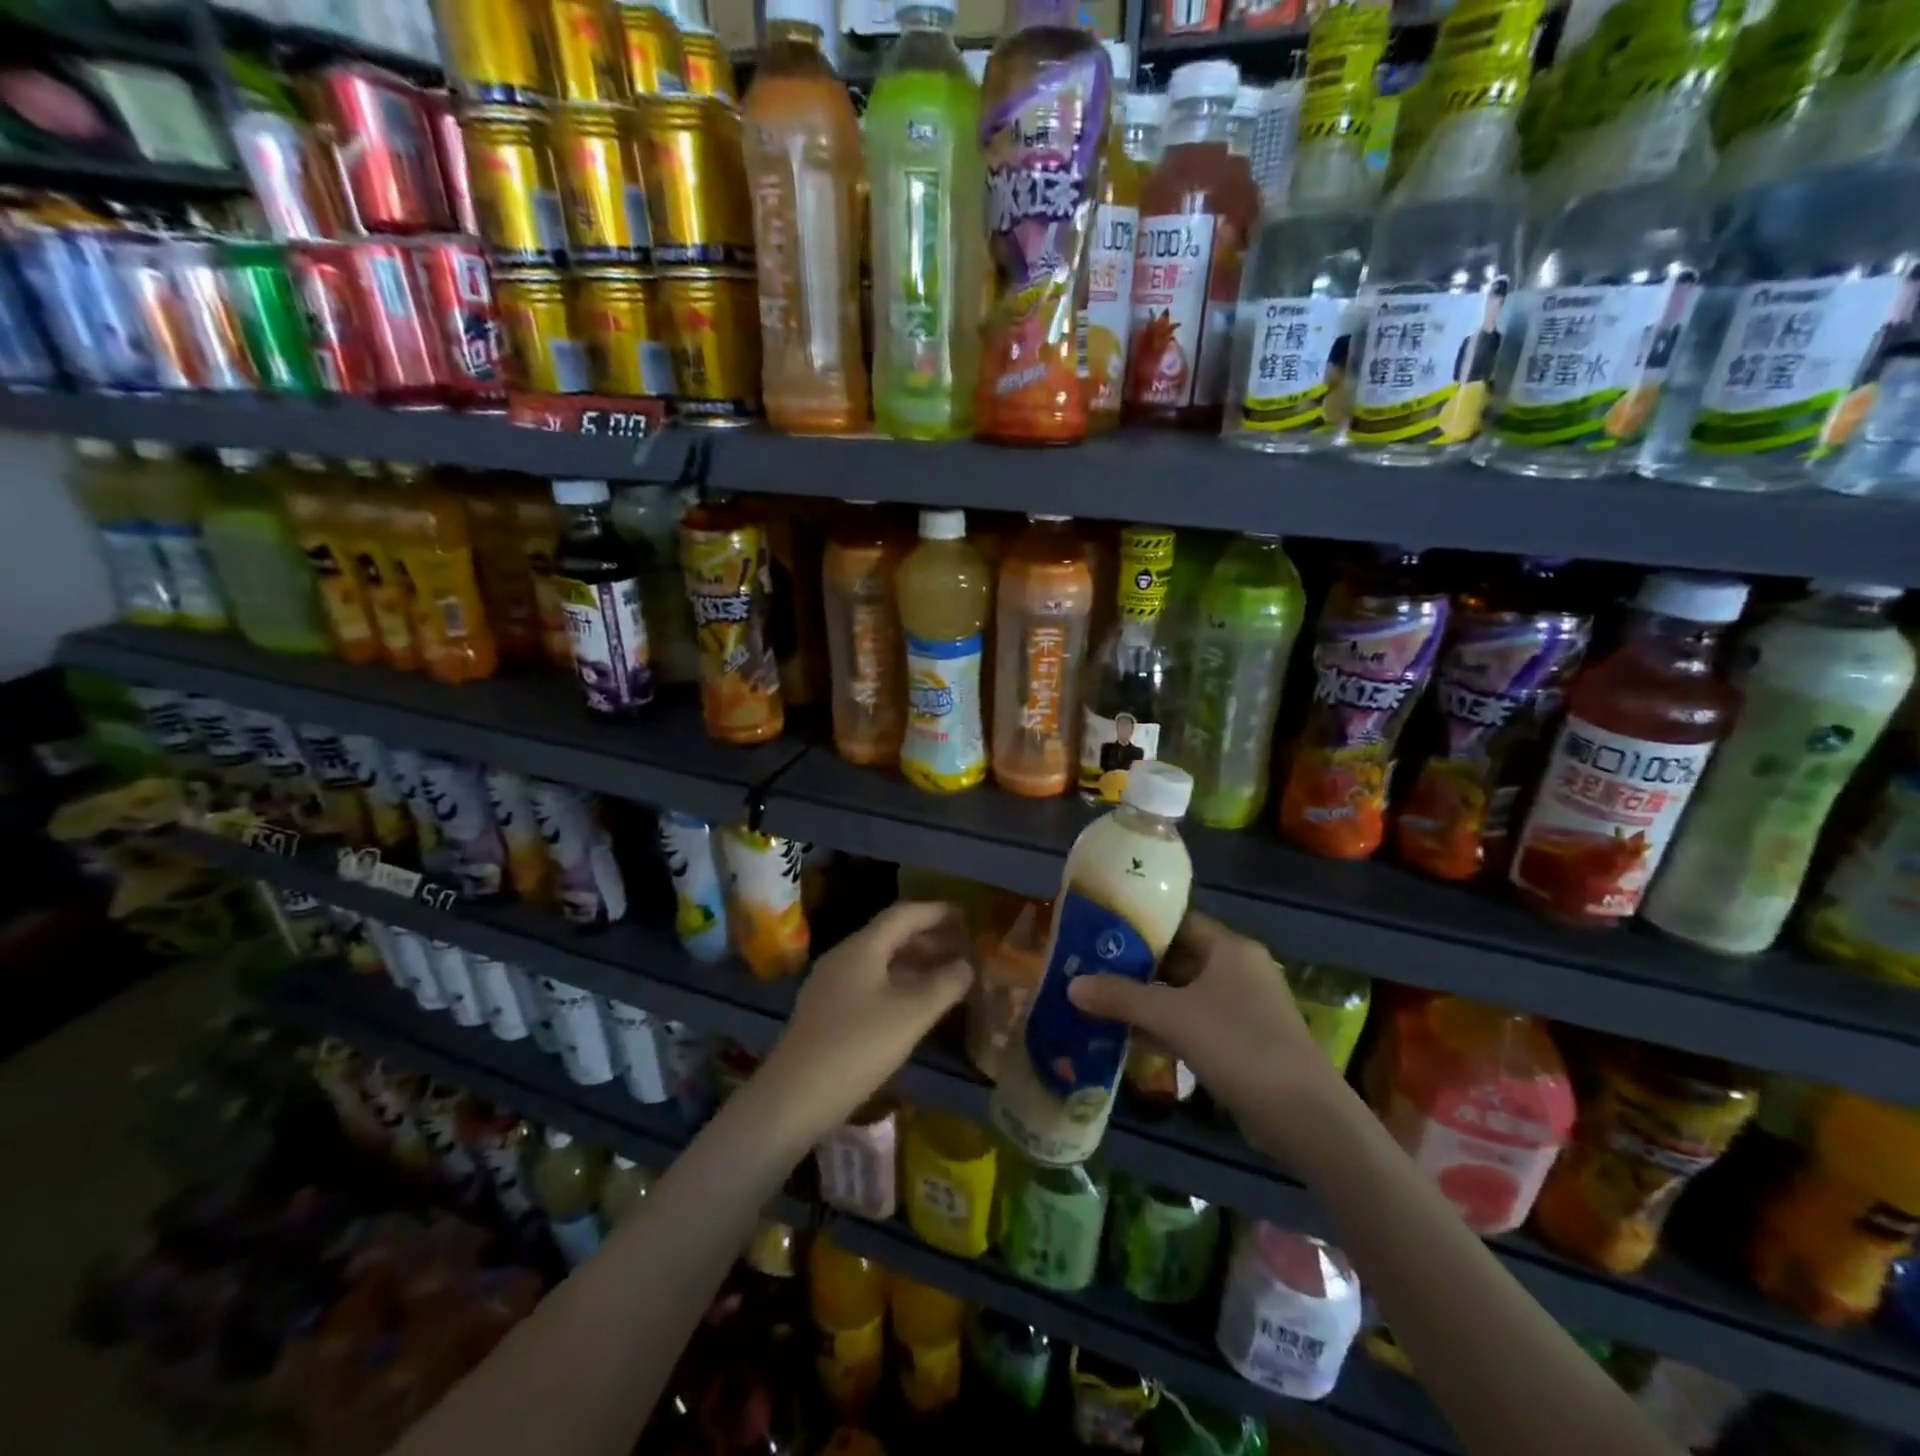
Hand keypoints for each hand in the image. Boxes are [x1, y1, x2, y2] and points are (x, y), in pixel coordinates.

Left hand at [760, 900, 974, 1136]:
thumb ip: (944, 985)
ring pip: (881, 961)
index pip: (904, 914)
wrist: (793, 1097)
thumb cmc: (857, 1046)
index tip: (967, 915)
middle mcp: (844, 957)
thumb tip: (967, 965)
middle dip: (930, 938)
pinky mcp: (827, 1011)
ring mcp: (832, 985)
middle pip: (891, 935)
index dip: (937, 911)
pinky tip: (916, 1005)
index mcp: (862, 947)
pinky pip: (871, 983)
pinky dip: (899, 983)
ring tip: (948, 975)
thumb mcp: (911, 1015)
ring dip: (916, 963)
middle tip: (965, 948)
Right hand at [1066, 911, 1338, 1122]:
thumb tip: (1072, 985)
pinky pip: (1195, 1022)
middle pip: (1178, 958)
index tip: (1100, 930)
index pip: (1177, 921)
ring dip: (1147, 999)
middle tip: (1091, 967)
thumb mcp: (1173, 1017)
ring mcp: (1244, 1008)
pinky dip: (1165, 1026)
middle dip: (1136, 966)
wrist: (1305, 1118)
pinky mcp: (1243, 1042)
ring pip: (1184, 993)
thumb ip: (1121, 997)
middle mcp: (1239, 970)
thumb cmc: (1239, 1046)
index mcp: (1230, 949)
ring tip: (1100, 1000)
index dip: (1139, 924)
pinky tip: (1130, 1037)